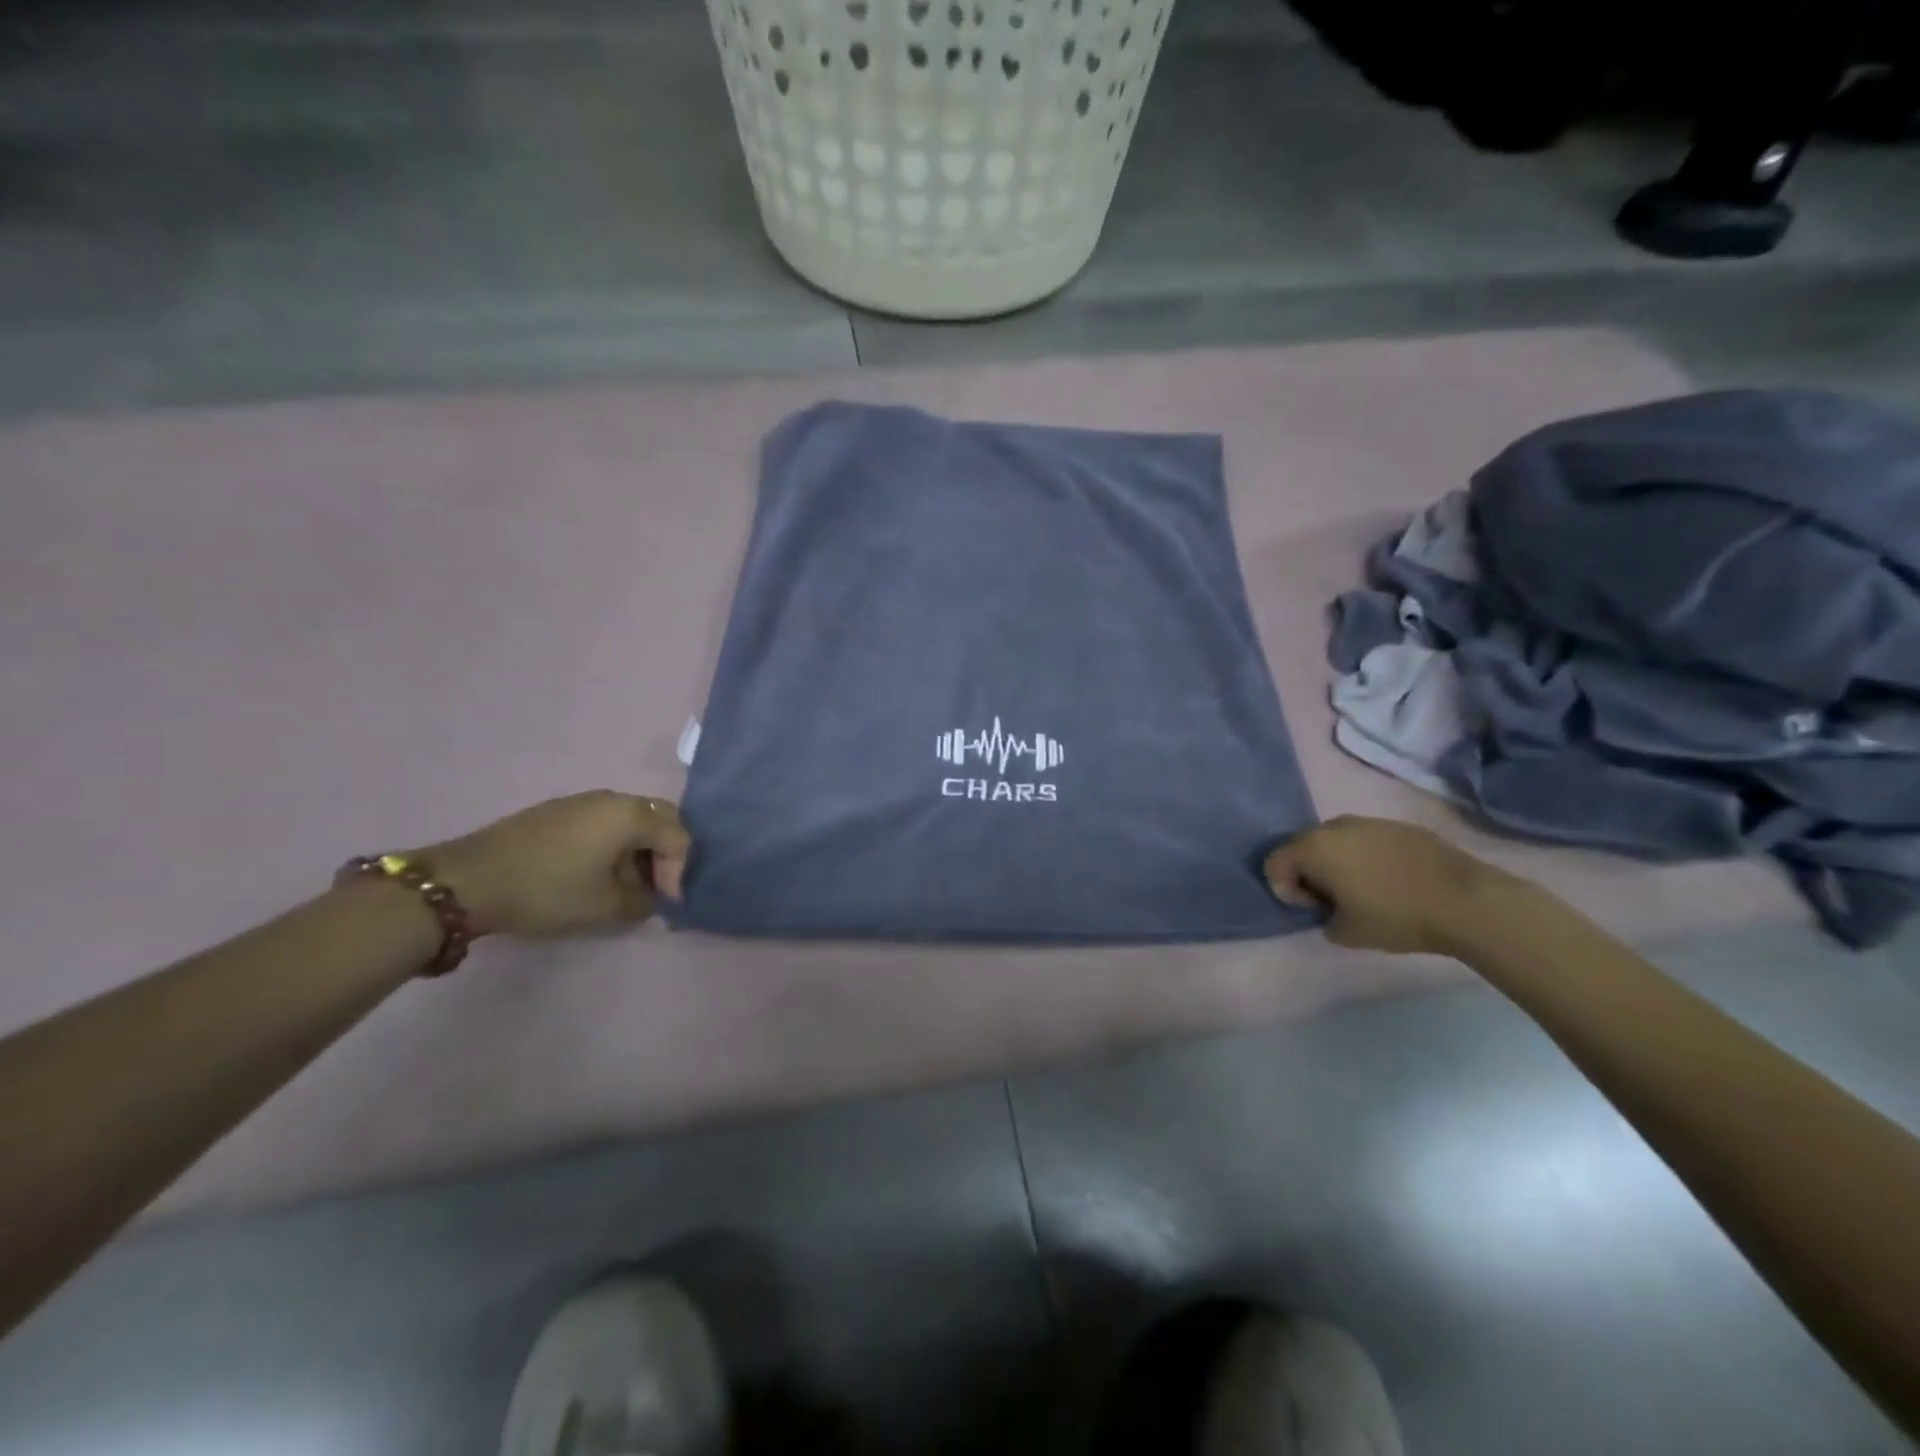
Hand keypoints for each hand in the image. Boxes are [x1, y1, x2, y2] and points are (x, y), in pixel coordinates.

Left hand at [418, 792, 690, 937]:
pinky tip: (595, 872)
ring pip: (631, 819)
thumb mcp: (605, 906)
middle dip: (665, 854)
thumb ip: (642, 902)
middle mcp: (613, 798)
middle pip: (660, 819)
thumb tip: (650, 898)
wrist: (467, 880)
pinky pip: (604, 822)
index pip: (678, 838)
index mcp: (632, 815)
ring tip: (625, 884)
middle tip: (655, 887)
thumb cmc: (548, 890)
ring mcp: (583, 801)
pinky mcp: (558, 811)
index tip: (665, 904)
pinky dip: (614, 844)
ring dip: (639, 849)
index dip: (679, 873)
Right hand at [1264, 815, 1516, 955]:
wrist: (1467, 902)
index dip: (1286, 890)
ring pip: (1336, 840)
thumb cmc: (1397, 917)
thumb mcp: (1346, 933)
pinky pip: (1366, 839)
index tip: (1313, 910)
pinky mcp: (1399, 826)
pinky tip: (1390, 881)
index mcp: (1314, 847)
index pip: (1274, 863)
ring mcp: (1369, 822)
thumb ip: (1323, 918)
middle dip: (1308, 873)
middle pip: (1302, 846)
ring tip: (1362, 890)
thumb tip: (1328, 909)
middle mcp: (1335, 826)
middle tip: (1332, 901)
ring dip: (1337, 863)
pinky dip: (1365, 857)